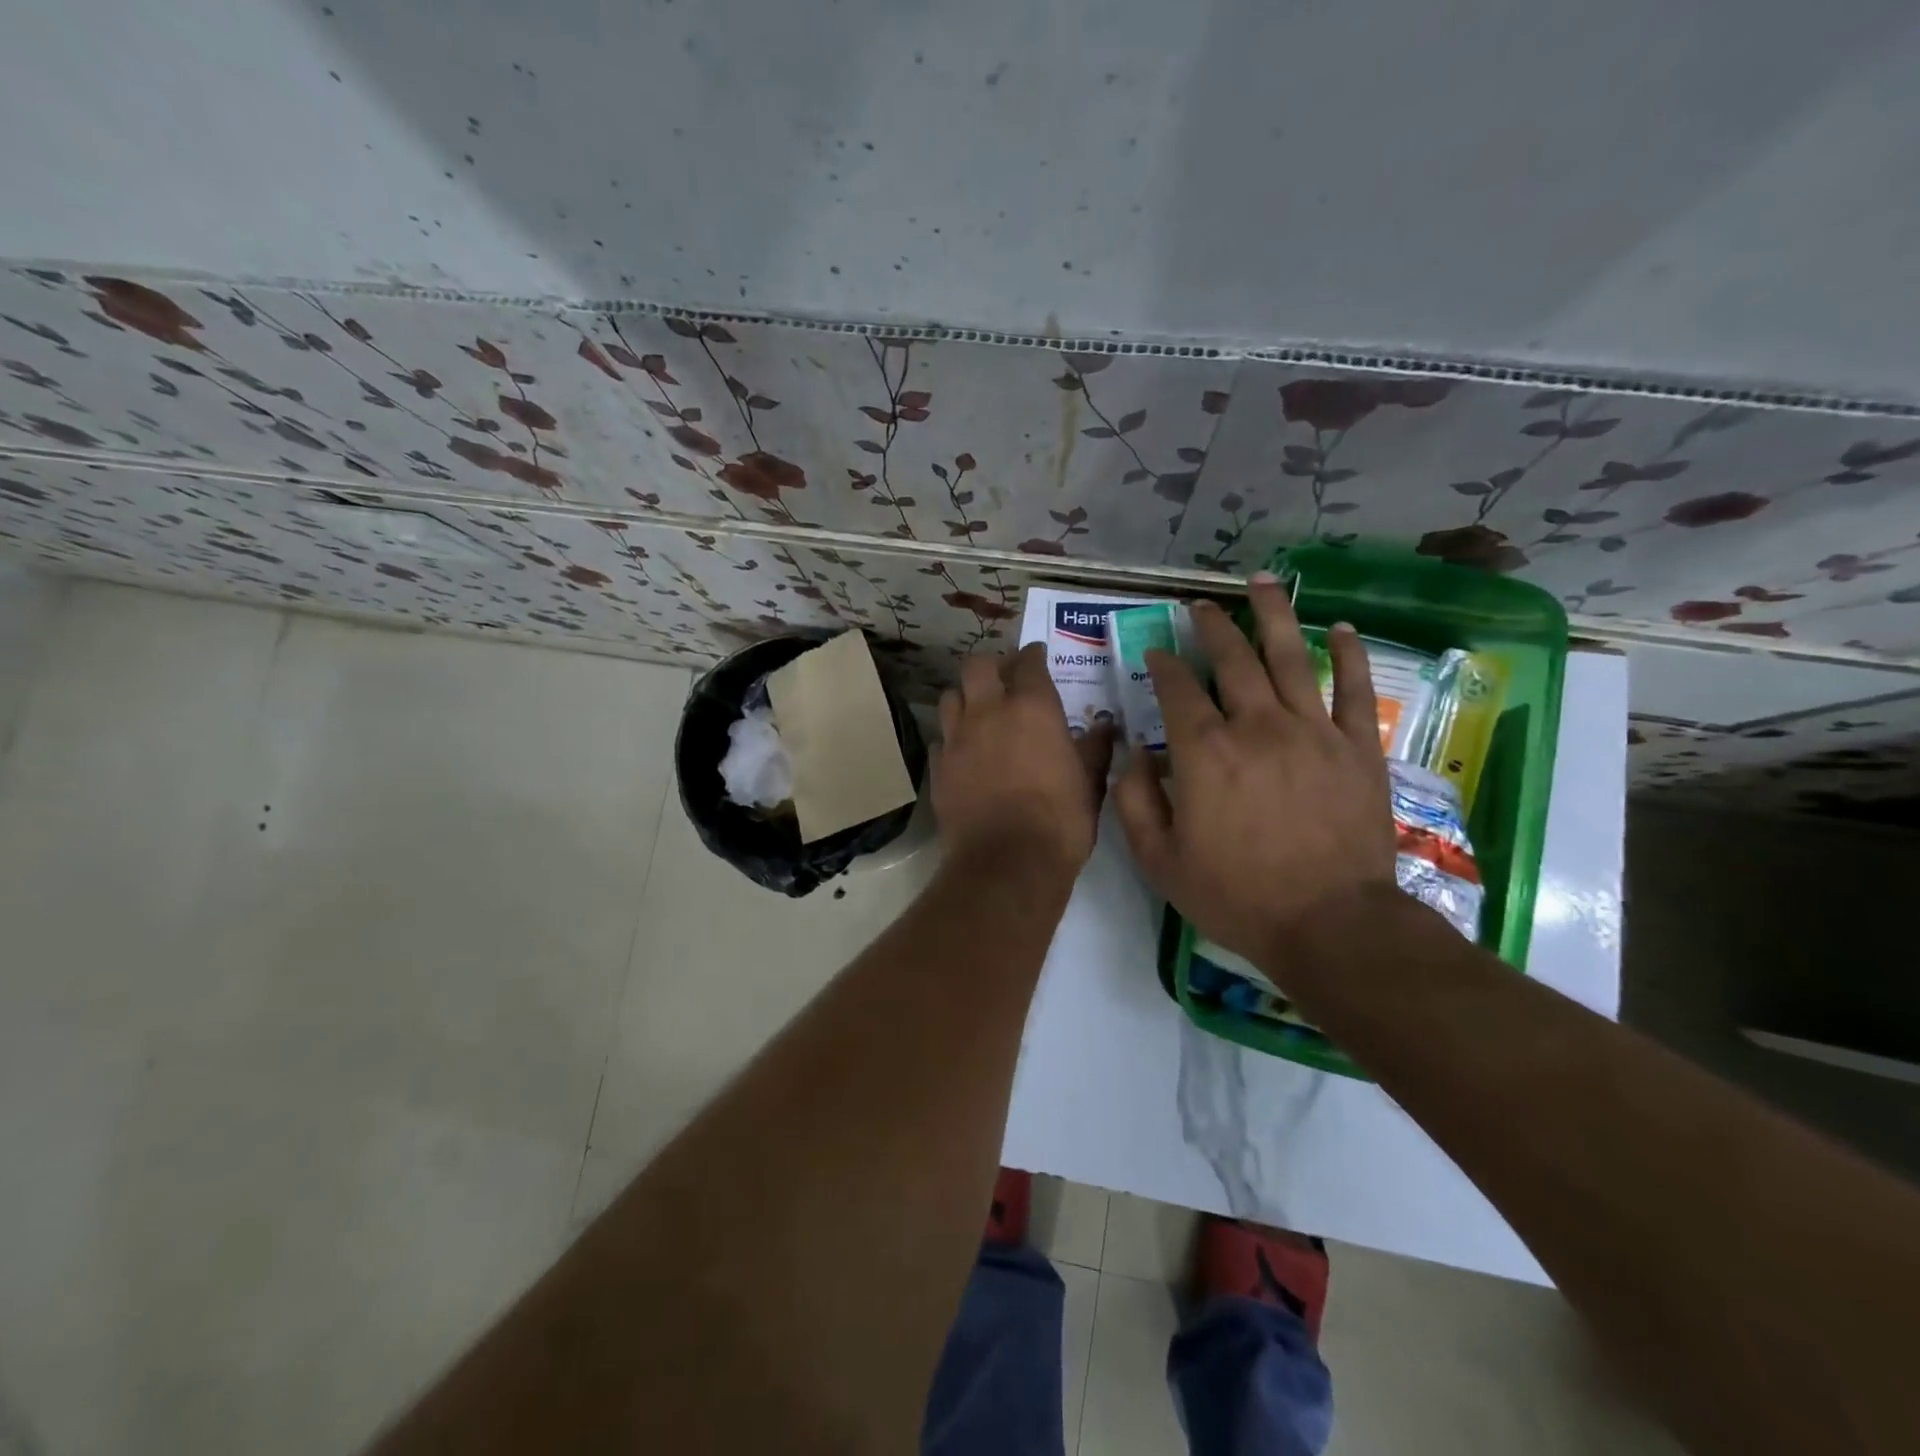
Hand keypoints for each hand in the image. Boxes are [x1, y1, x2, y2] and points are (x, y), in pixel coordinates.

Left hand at [935, 644, 1113, 878]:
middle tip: (1004, 678)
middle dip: (991, 666)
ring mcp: (957, 738)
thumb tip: (1105, 726)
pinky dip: (952, 739)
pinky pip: (941, 739)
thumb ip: (1095, 748)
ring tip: (979, 712)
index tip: (1038, 658)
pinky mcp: (938, 767)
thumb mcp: (1090, 783)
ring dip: (966, 698)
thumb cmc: (1060, 820)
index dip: (1033, 656)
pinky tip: (963, 753)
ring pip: (951, 697)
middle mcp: (989, 712)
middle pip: (977, 666)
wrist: (1008, 864)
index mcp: (1033, 708)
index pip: (1029, 662)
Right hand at [1115, 576, 1396, 972]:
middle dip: (1212, 626)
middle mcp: (1256, 726)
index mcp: (1204, 752)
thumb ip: (1134, 803)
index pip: (1178, 689)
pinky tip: (1339, 628)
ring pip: (1291, 657)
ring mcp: (1312, 732)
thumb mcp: (1160, 861)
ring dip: (1273, 615)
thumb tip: (1130, 758)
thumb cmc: (1236, 896)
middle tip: (1201, 606)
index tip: (1157, 651)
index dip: (1164, 664)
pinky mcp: (1357, 747)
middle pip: (1233, 660)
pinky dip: (1347, 655)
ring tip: (1261, 582)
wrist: (1329, 925)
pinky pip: (1352, 690)